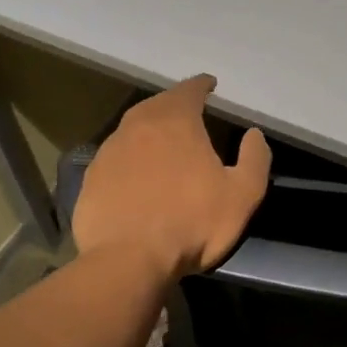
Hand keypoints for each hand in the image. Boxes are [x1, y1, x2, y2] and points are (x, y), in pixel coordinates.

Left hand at [71, 75, 271, 279]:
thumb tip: (254, 134)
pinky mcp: (91, 179)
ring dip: (149, 130)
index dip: (202, 85)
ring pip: (132, 129)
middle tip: (188, 112)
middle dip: (174, 104)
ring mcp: (109, 151)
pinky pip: (115, 158)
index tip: (210, 85)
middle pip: (158, 104)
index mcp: (176, 121)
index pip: (190, 90)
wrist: (128, 261)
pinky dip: (129, 158)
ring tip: (163, 143)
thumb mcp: (243, 194)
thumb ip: (255, 159)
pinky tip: (136, 176)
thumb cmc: (191, 224)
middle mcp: (138, 126)